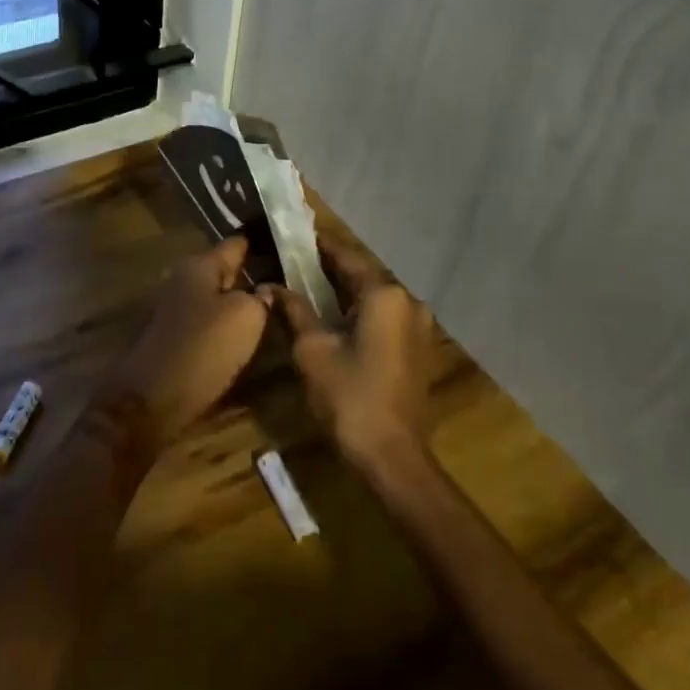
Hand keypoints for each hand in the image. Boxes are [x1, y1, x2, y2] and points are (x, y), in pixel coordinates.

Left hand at [109, 236, 269, 443]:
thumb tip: (263, 290)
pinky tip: (241, 336)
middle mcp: (182, 280)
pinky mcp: (170, 337)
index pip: (235, 245)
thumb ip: (260, 298)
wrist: (151, 399)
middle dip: (248, 275)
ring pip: (213, 298)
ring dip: (235, 303)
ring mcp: (173, 309)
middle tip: (283, 280)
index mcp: (199, 266)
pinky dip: (222, 326)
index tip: (281, 241)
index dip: (258, 243)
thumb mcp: (245, 318)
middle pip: (223, 272)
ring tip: (268, 309)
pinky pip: (204, 322)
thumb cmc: (202, 348)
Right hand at [265, 237, 440, 466]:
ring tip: (308, 284)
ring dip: (344, 291)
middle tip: (294, 259)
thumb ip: (294, 310)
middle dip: (328, 268)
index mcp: (384, 295)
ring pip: (374, 296)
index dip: (318, 244)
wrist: (392, 456)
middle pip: (362, 274)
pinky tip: (334, 316)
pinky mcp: (418, 347)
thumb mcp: (312, 349)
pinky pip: (384, 316)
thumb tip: (271, 287)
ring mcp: (418, 326)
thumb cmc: (349, 397)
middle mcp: (408, 301)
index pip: (345, 256)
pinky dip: (359, 311)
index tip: (294, 232)